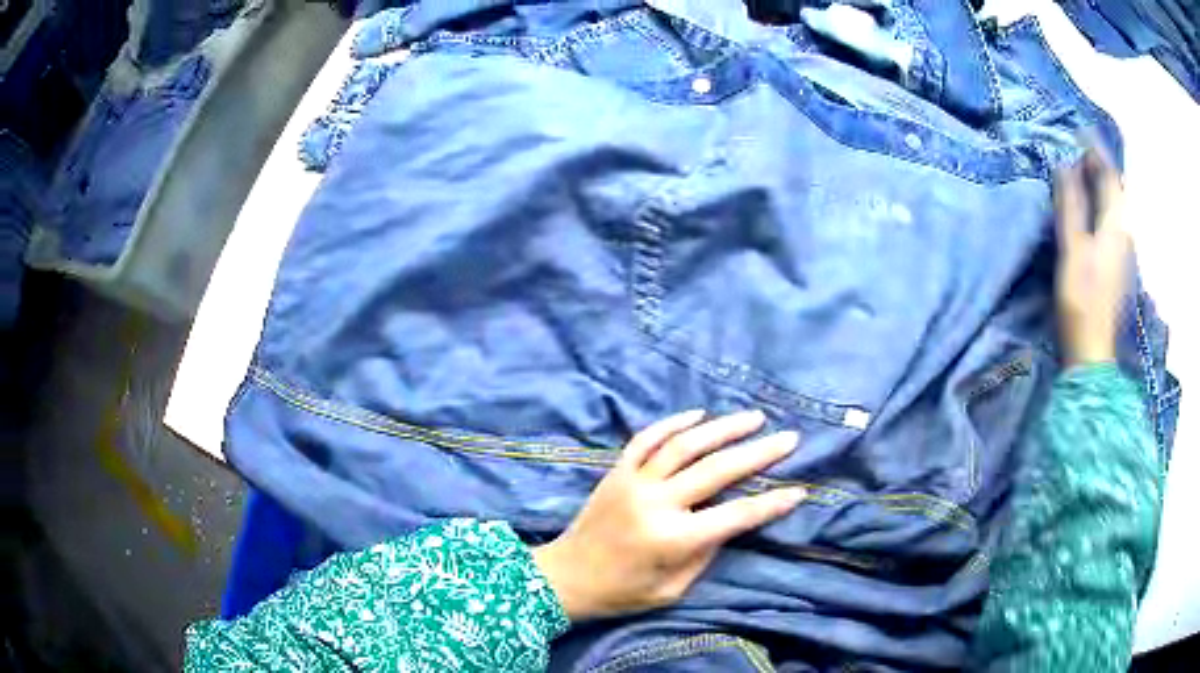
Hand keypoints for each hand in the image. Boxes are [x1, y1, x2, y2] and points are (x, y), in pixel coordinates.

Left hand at [533, 410, 805, 620]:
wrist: (563, 578)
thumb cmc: (621, 593)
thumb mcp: (672, 589)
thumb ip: (703, 554)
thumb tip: (727, 521)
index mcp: (672, 539)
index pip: (735, 516)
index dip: (770, 504)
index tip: (800, 490)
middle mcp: (655, 503)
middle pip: (717, 470)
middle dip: (758, 453)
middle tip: (789, 438)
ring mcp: (633, 481)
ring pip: (684, 445)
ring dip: (723, 428)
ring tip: (754, 417)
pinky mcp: (616, 471)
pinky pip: (646, 439)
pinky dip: (673, 423)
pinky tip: (698, 413)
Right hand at [1054, 147, 1132, 366]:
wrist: (1093, 353)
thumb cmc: (1082, 299)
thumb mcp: (1072, 248)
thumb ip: (1071, 205)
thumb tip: (1066, 165)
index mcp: (1116, 225)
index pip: (1110, 176)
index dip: (1096, 152)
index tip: (1079, 132)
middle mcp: (1125, 233)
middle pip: (1116, 191)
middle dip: (1100, 167)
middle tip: (1079, 151)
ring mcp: (1125, 253)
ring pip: (1116, 208)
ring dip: (1101, 187)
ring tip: (1083, 176)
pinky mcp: (1120, 268)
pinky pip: (1113, 224)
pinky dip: (1102, 208)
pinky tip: (1092, 211)